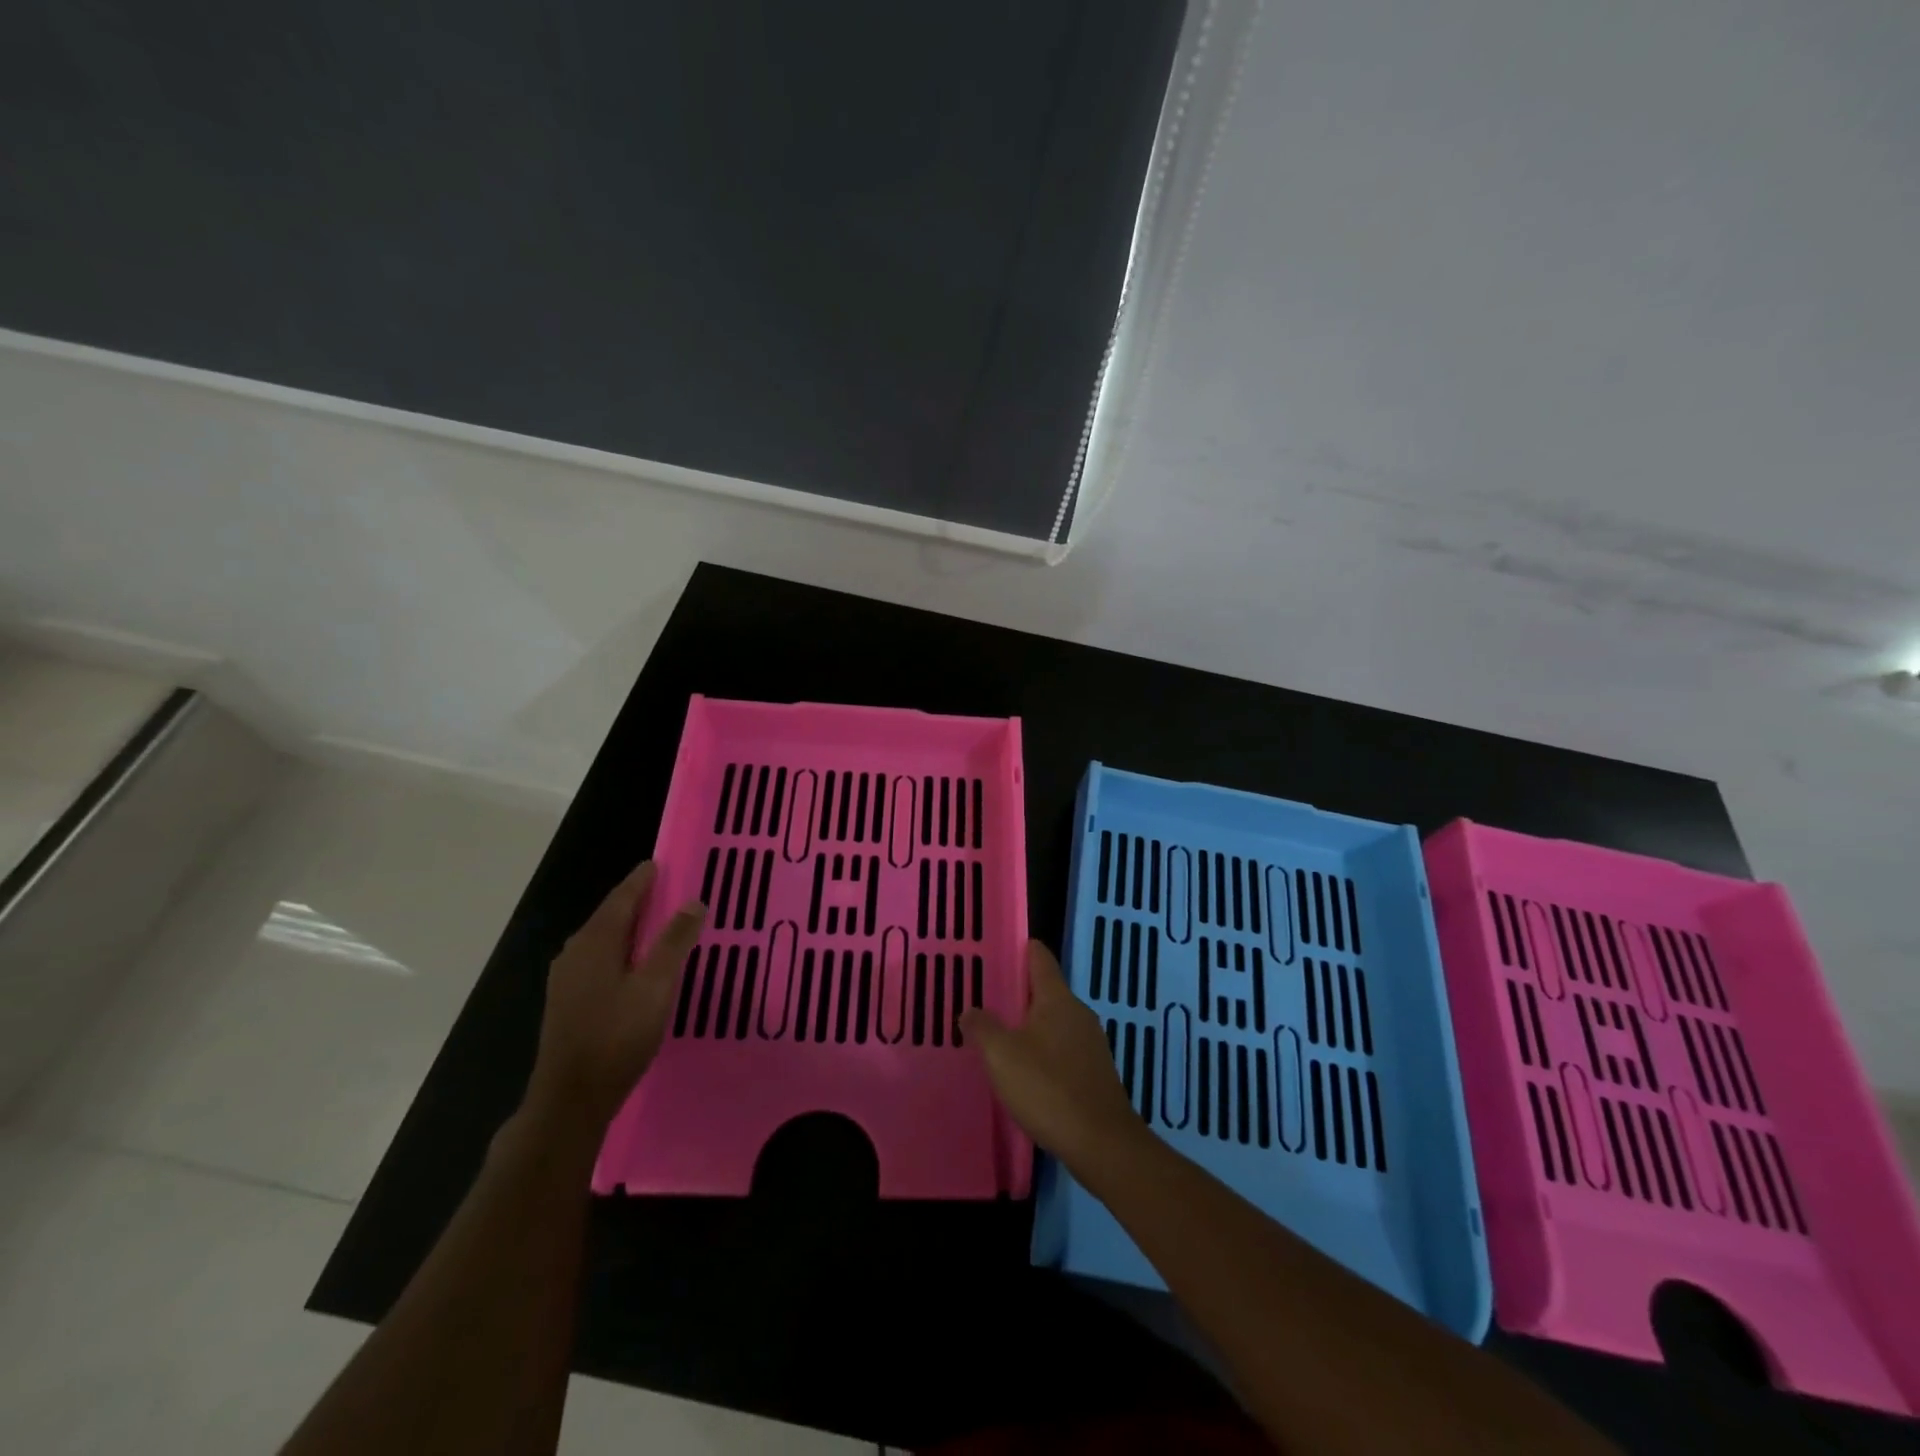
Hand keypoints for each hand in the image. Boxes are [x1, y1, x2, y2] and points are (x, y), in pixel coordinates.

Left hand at [525, 861, 705, 1133]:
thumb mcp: (655, 986)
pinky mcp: (568, 1003)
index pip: (622, 898)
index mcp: (595, 942)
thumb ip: (674, 942)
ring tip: (656, 923)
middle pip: (609, 916)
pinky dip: (620, 949)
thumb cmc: (617, 1036)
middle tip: (665, 890)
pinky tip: (634, 964)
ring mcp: (567, 980)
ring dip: (628, 927)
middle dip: (636, 900)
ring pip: (602, 940)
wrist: (570, 1099)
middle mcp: (575, 953)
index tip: (658, 863)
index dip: (641, 880)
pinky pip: (598, 960)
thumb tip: (693, 901)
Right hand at [960, 940, 1144, 1166]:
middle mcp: (1078, 1013)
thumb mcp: (1001, 1056)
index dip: (1021, 949)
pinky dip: (1043, 1050)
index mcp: (1057, 999)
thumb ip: (982, 1027)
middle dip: (1018, 992)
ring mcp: (1091, 1043)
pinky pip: (1063, 1048)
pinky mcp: (1094, 1072)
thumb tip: (970, 1010)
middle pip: (1046, 990)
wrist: (1102, 1143)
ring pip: (1054, 1021)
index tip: (999, 949)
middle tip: (986, 998)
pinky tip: (1025, 1071)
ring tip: (1000, 1035)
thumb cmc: (1048, 1088)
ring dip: (1029, 1025)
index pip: (1040, 958)